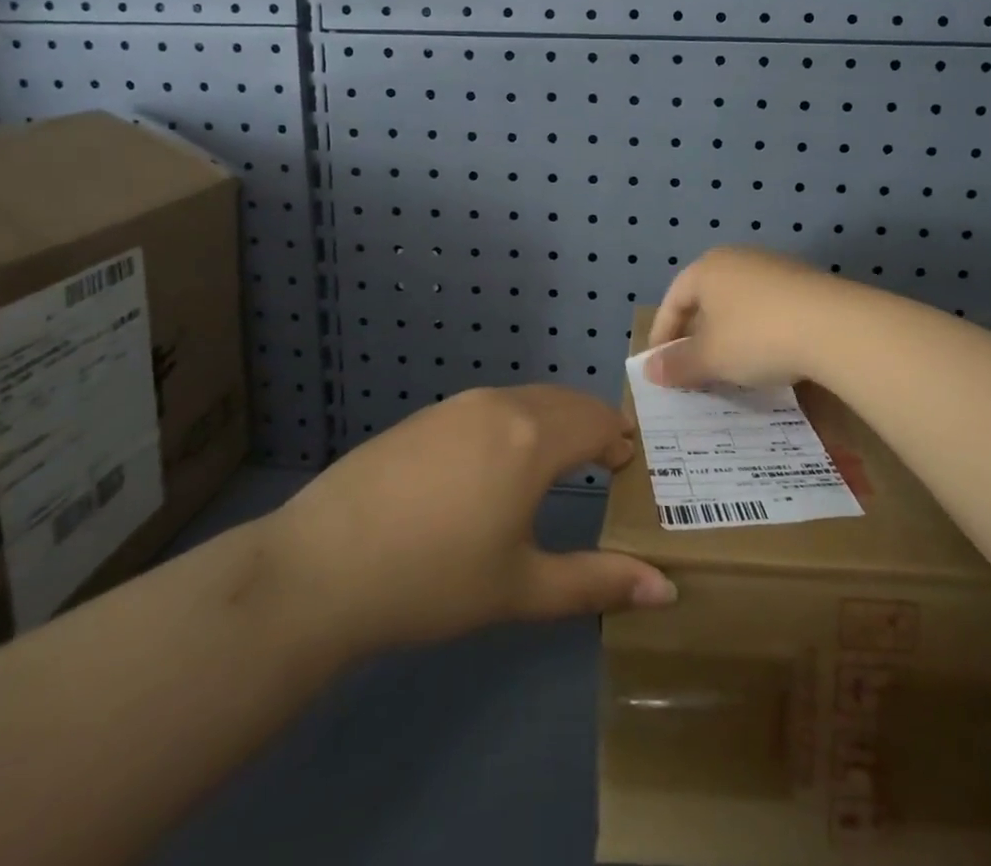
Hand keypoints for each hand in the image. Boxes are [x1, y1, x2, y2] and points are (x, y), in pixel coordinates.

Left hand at [269, 386, 676, 658]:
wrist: (323, 564)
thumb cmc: (434, 579)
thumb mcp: (521, 588)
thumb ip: (597, 583)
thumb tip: (667, 590)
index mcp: (534, 438)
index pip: (598, 421)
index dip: (620, 441)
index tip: (628, 468)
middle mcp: (502, 405)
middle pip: (567, 402)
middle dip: (593, 426)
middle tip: (604, 463)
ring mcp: (459, 405)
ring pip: (527, 399)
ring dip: (554, 421)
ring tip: (556, 463)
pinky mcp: (426, 415)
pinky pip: (491, 405)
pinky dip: (516, 422)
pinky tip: (495, 465)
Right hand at [645, 246, 852, 389]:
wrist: (836, 327)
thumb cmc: (757, 336)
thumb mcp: (711, 357)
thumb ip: (678, 363)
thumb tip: (650, 370)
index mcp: (708, 267)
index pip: (674, 299)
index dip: (662, 333)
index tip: (660, 365)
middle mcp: (739, 258)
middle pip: (707, 298)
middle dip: (697, 334)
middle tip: (693, 367)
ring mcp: (776, 267)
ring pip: (740, 303)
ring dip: (730, 334)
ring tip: (731, 367)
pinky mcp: (806, 283)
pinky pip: (770, 308)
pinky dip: (760, 331)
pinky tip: (770, 356)